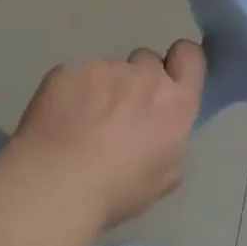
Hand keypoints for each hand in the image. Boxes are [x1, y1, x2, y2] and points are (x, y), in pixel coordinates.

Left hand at [12, 42, 205, 228]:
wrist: (56, 184)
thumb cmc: (118, 190)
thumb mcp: (163, 180)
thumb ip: (170, 146)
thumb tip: (160, 139)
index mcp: (175, 102)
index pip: (190, 55)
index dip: (180, 63)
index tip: (170, 81)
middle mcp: (144, 76)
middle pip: (147, 60)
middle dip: (138, 80)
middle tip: (121, 113)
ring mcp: (103, 68)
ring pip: (108, 68)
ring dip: (102, 88)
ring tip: (82, 123)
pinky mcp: (66, 71)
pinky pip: (74, 76)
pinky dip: (70, 93)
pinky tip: (58, 121)